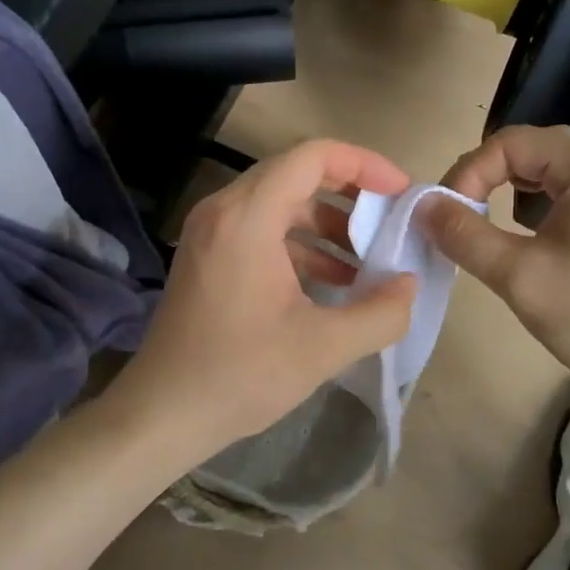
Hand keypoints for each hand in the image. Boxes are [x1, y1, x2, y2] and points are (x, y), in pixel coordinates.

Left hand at [112, 139, 418, 461]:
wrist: (162, 413)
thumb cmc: (240, 374)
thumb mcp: (324, 347)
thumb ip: (381, 313)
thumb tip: (408, 284)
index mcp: (247, 217)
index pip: (312, 156)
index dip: (364, 164)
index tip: (400, 192)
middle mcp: (223, 210)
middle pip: (295, 173)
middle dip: (350, 193)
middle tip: (389, 221)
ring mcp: (210, 232)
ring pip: (280, 202)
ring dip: (327, 223)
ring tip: (368, 259)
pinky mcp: (208, 256)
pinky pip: (262, 229)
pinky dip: (301, 244)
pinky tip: (333, 281)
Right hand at [421, 125, 569, 409]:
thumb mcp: (517, 276)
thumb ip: (463, 234)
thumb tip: (423, 205)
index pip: (512, 142)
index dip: (469, 171)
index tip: (447, 214)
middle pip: (535, 148)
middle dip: (489, 176)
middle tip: (461, 214)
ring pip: (555, 170)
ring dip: (514, 189)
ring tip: (490, 224)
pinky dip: (542, 204)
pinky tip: (532, 237)